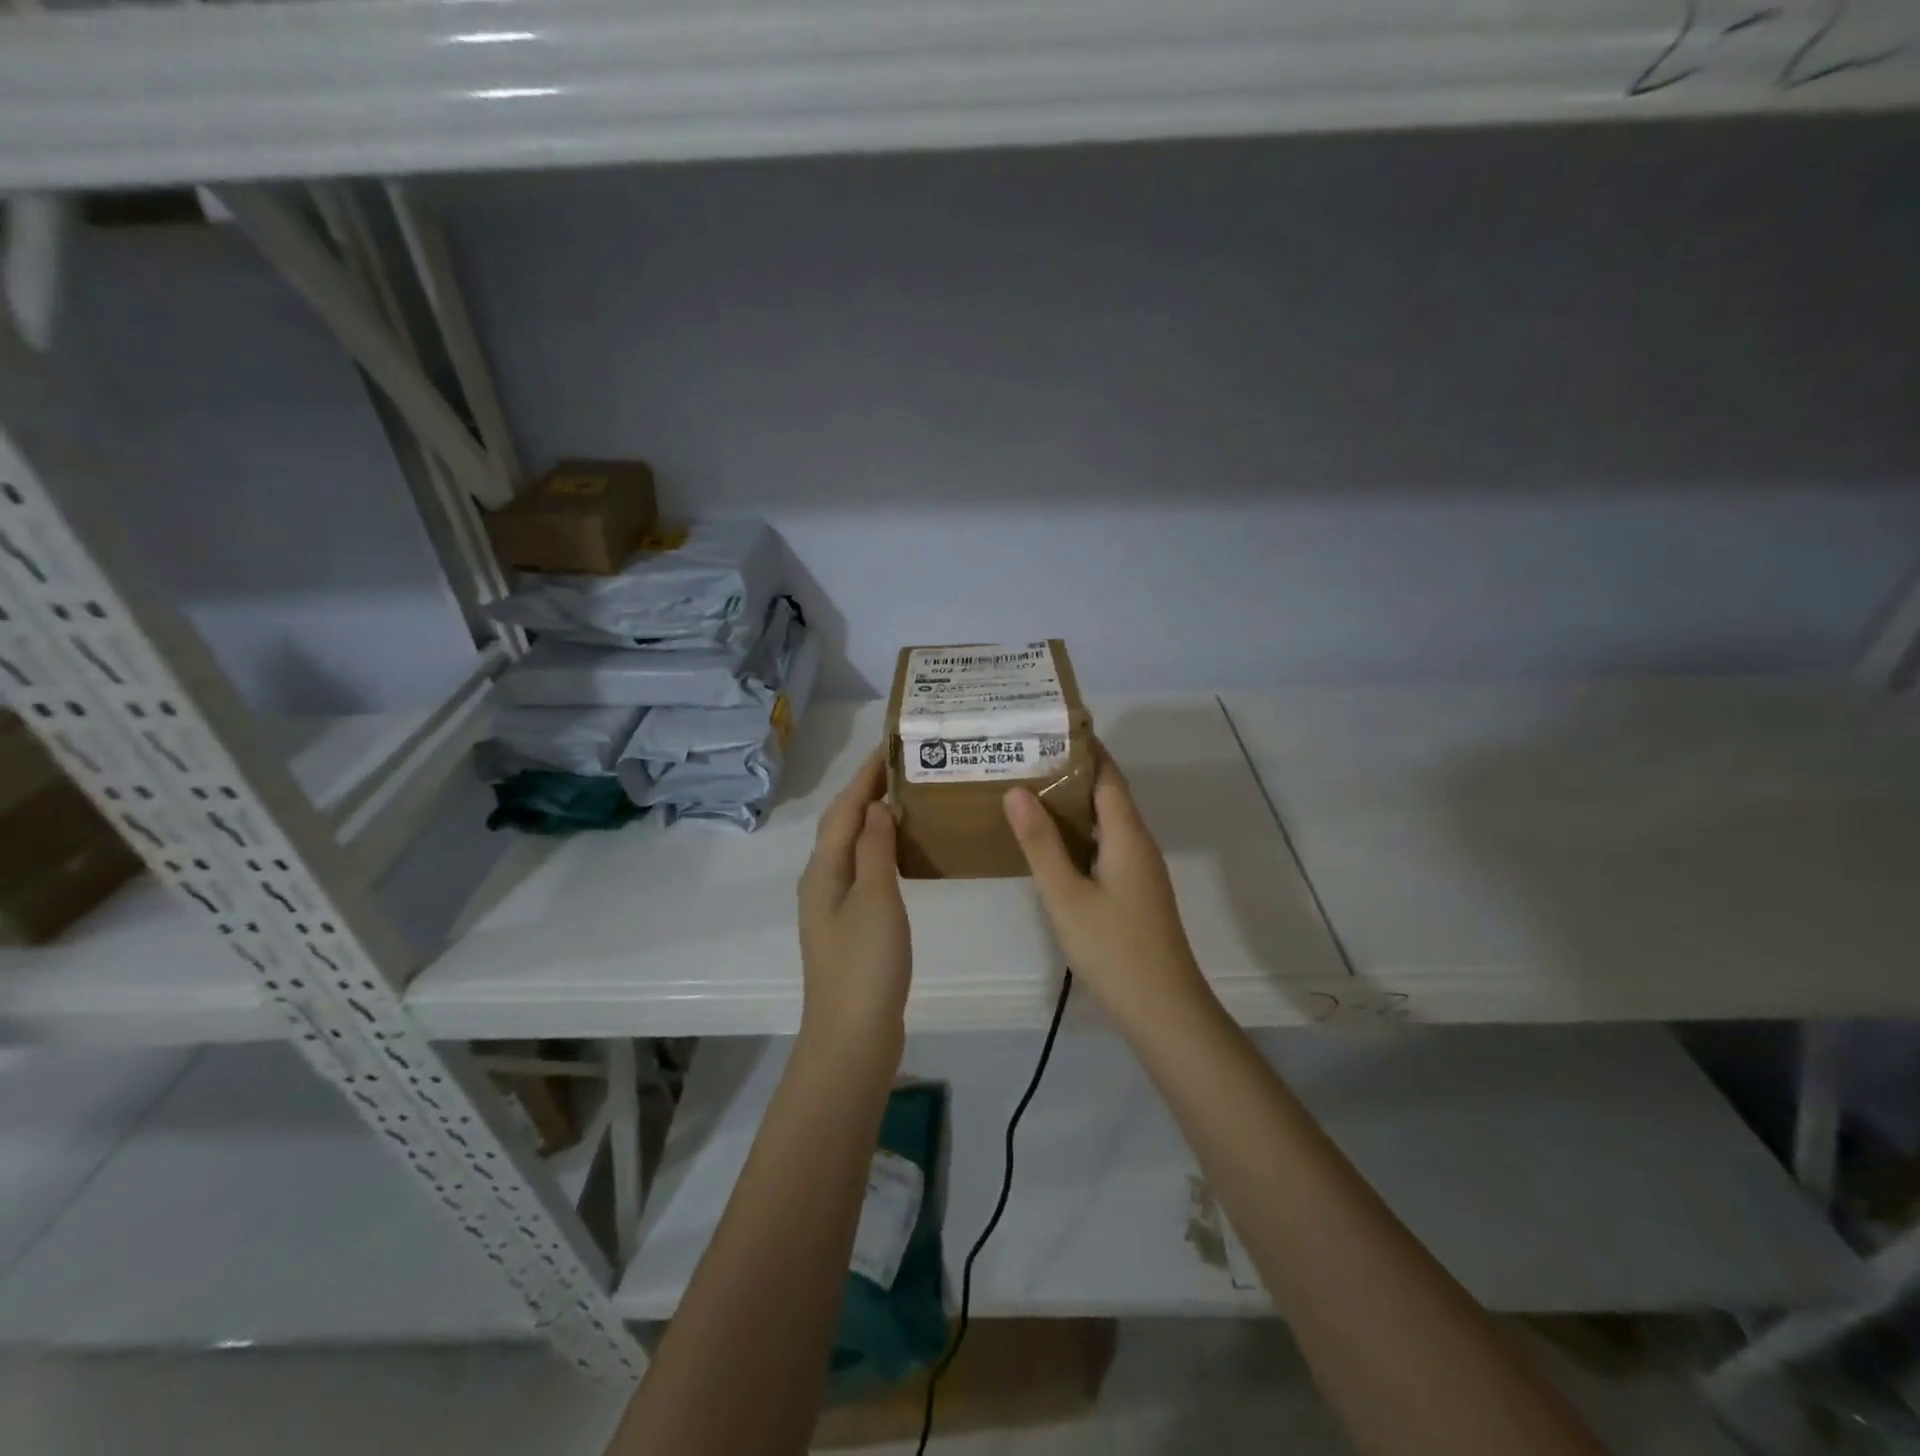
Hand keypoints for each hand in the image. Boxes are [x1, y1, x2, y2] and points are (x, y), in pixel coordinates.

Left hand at [797, 748, 911, 1043]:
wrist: (852, 1036)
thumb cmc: (865, 964)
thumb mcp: (875, 899)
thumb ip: (875, 850)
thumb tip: (876, 806)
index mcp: (823, 870)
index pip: (844, 809)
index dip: (864, 776)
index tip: (890, 745)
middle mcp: (822, 881)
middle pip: (842, 825)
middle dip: (866, 791)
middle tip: (902, 766)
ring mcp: (833, 906)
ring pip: (851, 847)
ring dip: (872, 819)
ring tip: (905, 799)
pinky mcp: (849, 926)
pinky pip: (863, 870)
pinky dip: (879, 849)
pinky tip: (900, 852)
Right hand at [1003, 742, 1208, 1026]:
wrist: (1162, 1008)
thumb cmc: (1113, 948)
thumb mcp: (1066, 895)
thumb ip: (1041, 843)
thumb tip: (1017, 790)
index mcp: (1127, 834)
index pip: (1107, 774)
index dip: (1082, 748)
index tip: (1046, 726)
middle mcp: (1138, 843)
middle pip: (1106, 793)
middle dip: (1069, 771)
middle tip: (1023, 756)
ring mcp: (1138, 868)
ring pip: (1105, 821)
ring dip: (1072, 803)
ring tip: (1027, 789)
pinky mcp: (1133, 890)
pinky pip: (1104, 844)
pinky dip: (1078, 832)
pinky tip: (1049, 841)